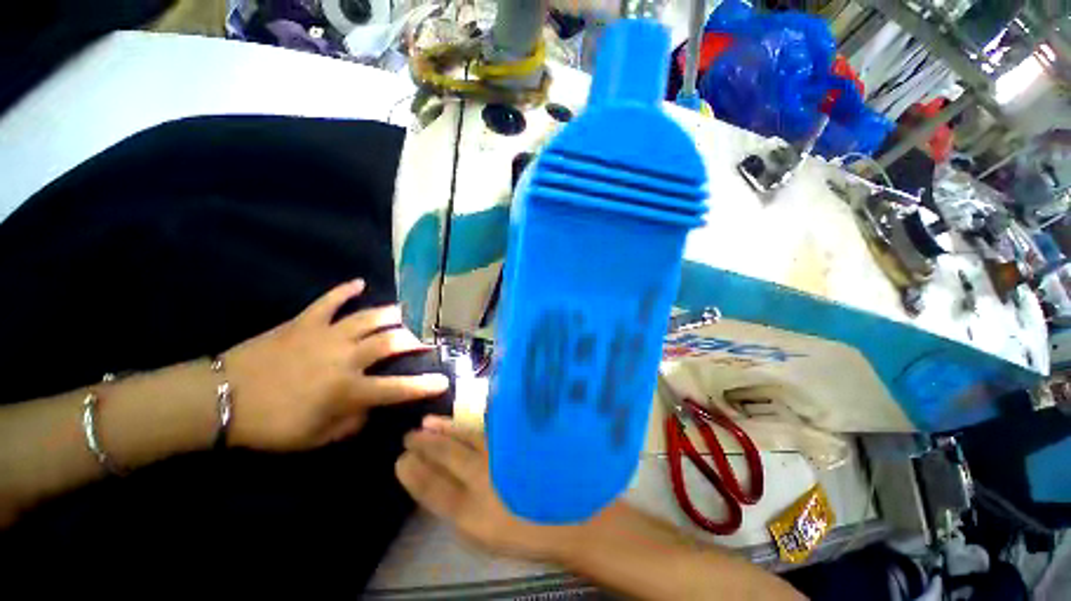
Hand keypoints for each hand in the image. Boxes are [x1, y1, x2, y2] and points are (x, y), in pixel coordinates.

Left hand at [223, 280, 448, 450]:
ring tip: (405, 314)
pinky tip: (359, 283)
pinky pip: (329, 301)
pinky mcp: (304, 322)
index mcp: (347, 390)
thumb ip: (351, 424)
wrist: (220, 399)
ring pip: (369, 318)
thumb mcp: (315, 439)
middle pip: (391, 341)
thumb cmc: (269, 425)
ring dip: (391, 315)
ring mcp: (325, 335)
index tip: (444, 381)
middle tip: (422, 342)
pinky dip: (345, 290)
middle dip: (413, 341)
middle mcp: (344, 358)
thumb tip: (371, 408)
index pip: (398, 388)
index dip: (425, 386)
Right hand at [396, 416, 579, 560]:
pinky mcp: (514, 442)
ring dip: (444, 429)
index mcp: (471, 512)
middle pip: (446, 455)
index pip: (432, 488)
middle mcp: (481, 478)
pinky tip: (462, 419)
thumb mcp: (486, 531)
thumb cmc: (526, 528)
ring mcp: (499, 456)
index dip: (413, 473)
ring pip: (464, 437)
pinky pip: (487, 429)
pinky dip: (470, 423)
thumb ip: (462, 507)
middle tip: (409, 435)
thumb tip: (439, 482)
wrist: (570, 513)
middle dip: (424, 445)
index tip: (400, 459)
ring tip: (428, 422)